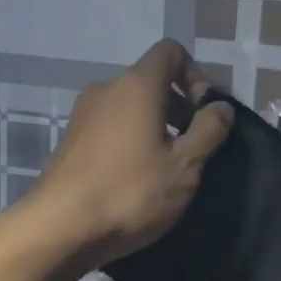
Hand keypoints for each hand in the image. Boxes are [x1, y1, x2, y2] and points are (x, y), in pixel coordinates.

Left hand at [27, 40, 233, 262]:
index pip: (171, 52)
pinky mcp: (71, 142)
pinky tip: (139, 180)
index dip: (197, 76)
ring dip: (157, 128)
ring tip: (169, 168)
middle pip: (152, 81)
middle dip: (180, 108)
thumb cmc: (130, 192)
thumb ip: (209, 130)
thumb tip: (221, 106)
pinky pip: (112, 128)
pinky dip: (133, 141)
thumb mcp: (185, 166)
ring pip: (131, 107)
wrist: (60, 229)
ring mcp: (83, 115)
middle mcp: (106, 89)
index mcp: (137, 85)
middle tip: (196, 147)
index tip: (207, 114)